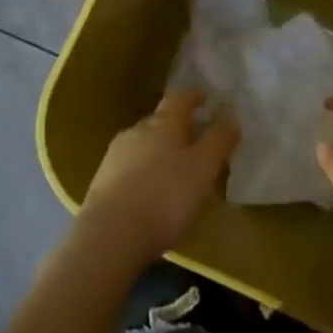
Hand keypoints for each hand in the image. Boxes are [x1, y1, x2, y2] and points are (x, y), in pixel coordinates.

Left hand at [75, 92, 239, 270]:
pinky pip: (129, 168)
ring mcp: (115, 156)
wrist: (110, 235)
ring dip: (159, 151)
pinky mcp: (102, 182)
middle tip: (196, 141)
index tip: (206, 99)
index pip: (180, 97)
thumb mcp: (204, 168)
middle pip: (160, 120)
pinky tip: (151, 193)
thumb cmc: (165, 196)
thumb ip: (219, 141)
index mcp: (163, 123)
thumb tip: (230, 120)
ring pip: (143, 144)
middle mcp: (137, 131)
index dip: (194, 96)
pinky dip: (144, 173)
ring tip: (175, 171)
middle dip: (178, 127)